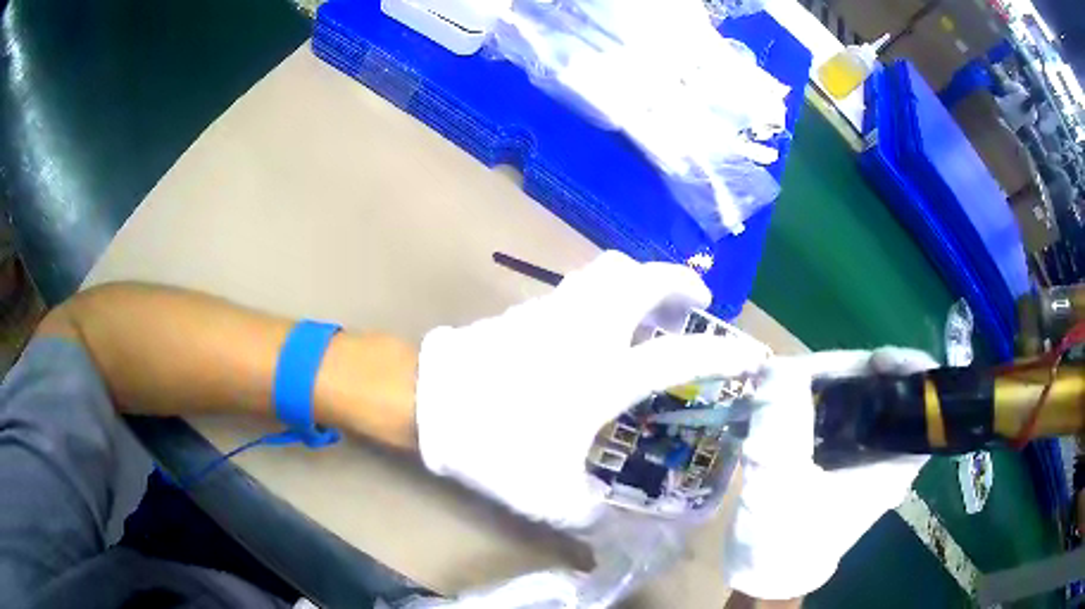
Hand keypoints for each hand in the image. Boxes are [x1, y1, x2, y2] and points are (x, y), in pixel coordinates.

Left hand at [415, 251, 766, 528]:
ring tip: (651, 308)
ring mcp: (555, 310)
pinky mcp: (528, 308)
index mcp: (604, 373)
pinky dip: (605, 291)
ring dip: (640, 279)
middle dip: (679, 282)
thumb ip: (590, 515)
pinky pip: (580, 284)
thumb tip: (615, 527)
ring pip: (608, 269)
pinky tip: (600, 323)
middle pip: (642, 277)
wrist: (428, 402)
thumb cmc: (494, 443)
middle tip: (694, 304)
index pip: (680, 355)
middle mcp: (588, 329)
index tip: (752, 355)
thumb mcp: (547, 495)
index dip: (724, 354)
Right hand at [722, 348, 937, 599]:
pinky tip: (789, 401)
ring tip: (790, 382)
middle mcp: (886, 454)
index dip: (911, 372)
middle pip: (890, 393)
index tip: (877, 361)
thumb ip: (781, 430)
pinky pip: (839, 414)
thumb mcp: (782, 488)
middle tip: (811, 370)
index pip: (925, 406)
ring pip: (862, 401)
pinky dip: (818, 400)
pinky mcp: (841, 457)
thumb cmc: (784, 540)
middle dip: (857, 373)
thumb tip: (776, 369)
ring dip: (832, 384)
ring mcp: (863, 455)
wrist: (765, 573)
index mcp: (893, 463)